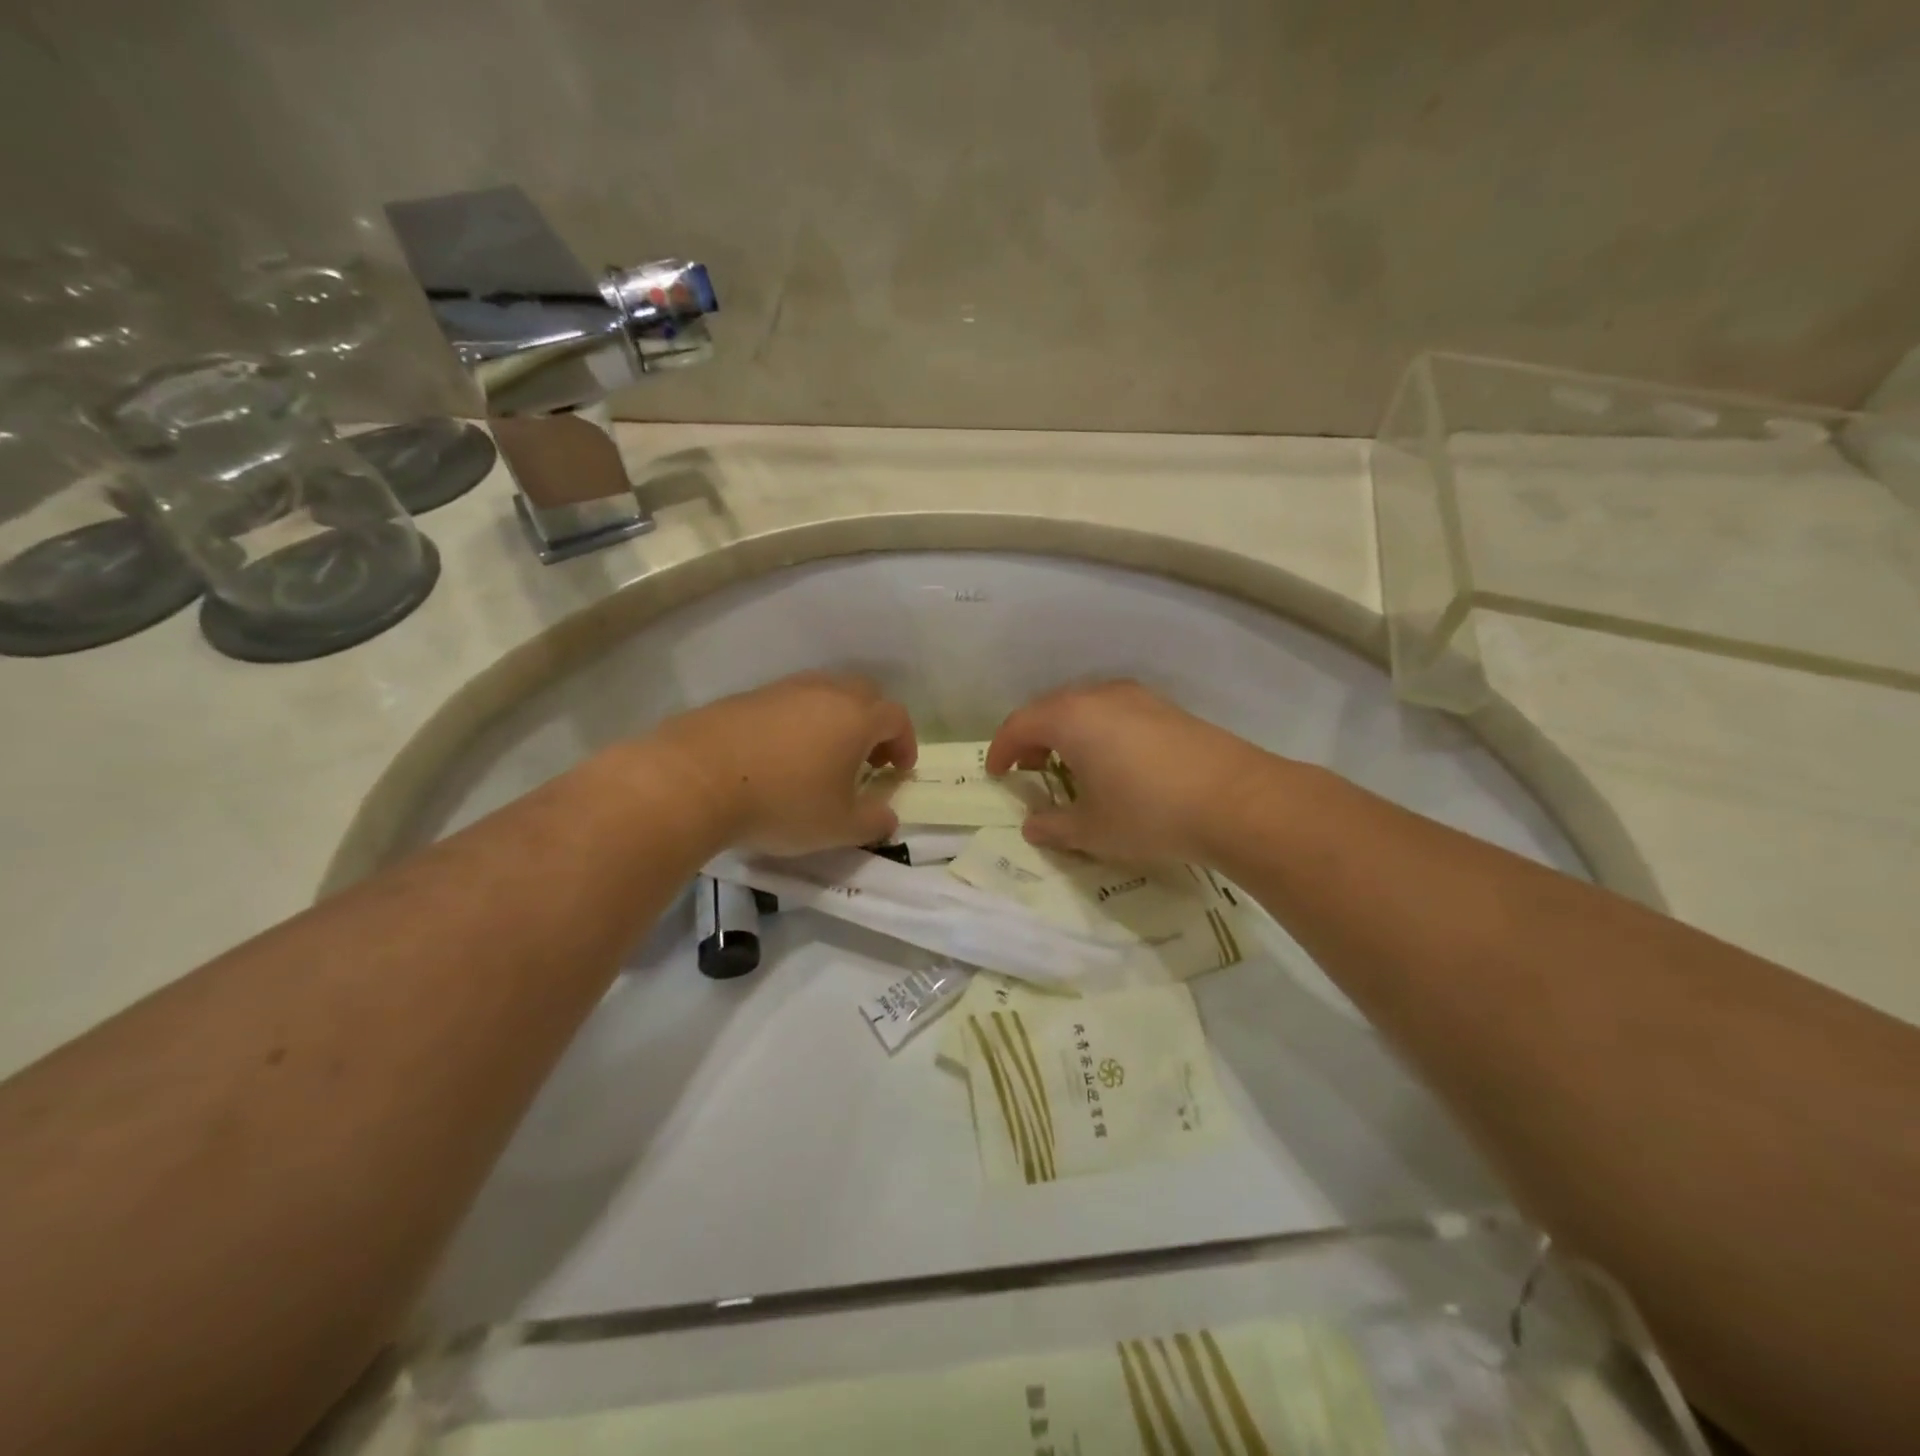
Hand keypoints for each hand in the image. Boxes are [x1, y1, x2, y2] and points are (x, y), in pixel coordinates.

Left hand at [656, 672, 916, 853]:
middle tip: (867, 758)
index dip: (905, 742)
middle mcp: (825, 692)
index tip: (898, 770)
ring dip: (835, 720)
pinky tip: (781, 754)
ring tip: (823, 757)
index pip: (896, 717)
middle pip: (864, 694)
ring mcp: (783, 689)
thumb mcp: (837, 827)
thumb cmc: (782, 803)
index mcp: (856, 718)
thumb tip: (888, 817)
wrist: (696, 780)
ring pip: (824, 693)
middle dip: (874, 724)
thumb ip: (873, 822)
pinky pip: (788, 702)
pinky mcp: (747, 696)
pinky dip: (798, 721)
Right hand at [986, 681, 1268, 863]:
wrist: (1237, 800)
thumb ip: (1054, 826)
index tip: (996, 774)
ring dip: (1067, 734)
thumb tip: (1032, 826)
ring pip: (1086, 708)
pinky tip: (1114, 764)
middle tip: (1030, 770)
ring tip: (1071, 768)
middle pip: (1051, 709)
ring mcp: (1138, 698)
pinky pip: (1116, 713)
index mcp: (1071, 718)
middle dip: (1033, 739)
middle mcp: (1100, 696)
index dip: (1001, 749)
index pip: (1019, 724)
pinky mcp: (1167, 709)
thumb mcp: (1093, 829)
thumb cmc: (1149, 813)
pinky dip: (1099, 732)